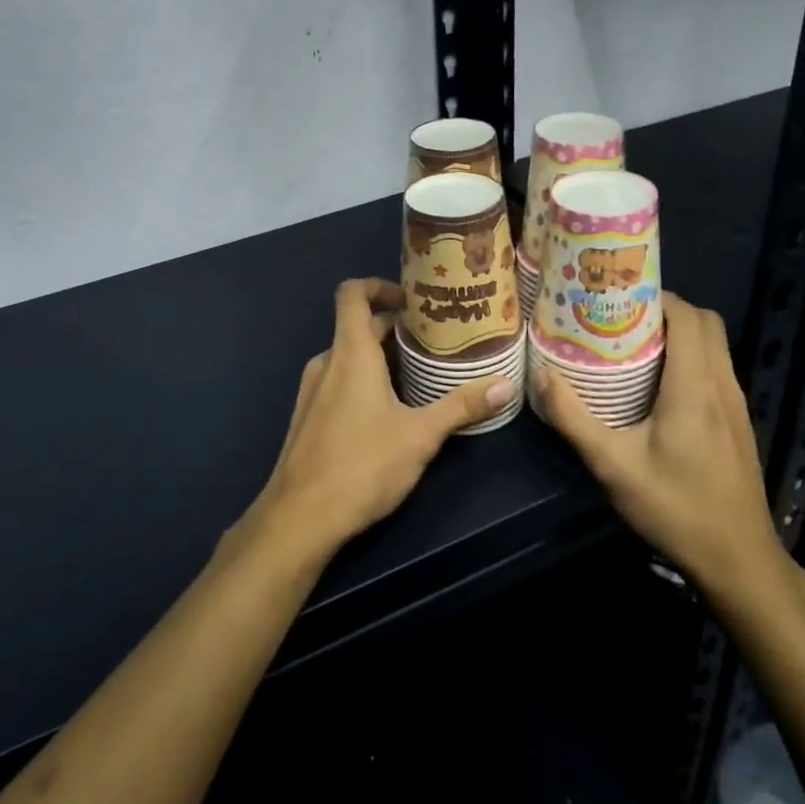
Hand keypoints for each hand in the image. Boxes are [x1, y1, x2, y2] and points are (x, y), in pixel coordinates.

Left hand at [242, 278, 515, 566]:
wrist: (300, 517)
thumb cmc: (362, 465)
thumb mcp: (420, 436)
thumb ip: (461, 406)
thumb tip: (504, 385)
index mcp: (350, 353)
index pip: (353, 294)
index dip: (378, 286)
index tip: (412, 300)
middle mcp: (326, 363)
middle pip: (358, 327)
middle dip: (395, 330)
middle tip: (435, 342)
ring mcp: (311, 391)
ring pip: (348, 357)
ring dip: (381, 358)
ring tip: (421, 375)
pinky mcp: (307, 417)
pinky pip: (338, 381)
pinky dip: (363, 380)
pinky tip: (390, 410)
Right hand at [530, 293, 787, 598]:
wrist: (738, 560)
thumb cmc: (674, 508)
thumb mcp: (612, 465)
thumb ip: (573, 417)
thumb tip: (540, 374)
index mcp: (694, 386)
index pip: (688, 317)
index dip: (657, 296)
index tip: (618, 296)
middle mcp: (722, 385)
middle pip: (707, 324)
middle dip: (667, 310)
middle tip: (621, 318)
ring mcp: (736, 405)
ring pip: (716, 347)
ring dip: (681, 334)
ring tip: (633, 344)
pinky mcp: (738, 423)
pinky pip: (717, 370)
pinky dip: (691, 359)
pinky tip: (657, 385)